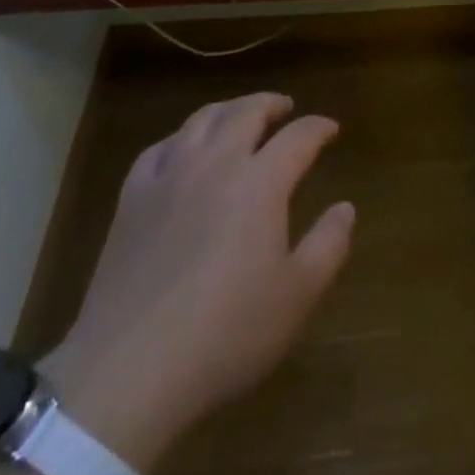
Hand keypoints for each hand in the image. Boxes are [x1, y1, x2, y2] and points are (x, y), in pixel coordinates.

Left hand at [44, 93, 354, 474]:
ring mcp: (170, 176)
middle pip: (247, 112)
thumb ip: (328, 246)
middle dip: (271, 104)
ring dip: (228, 110)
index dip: (318, 128)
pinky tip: (182, 151)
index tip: (330, 129)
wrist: (129, 370)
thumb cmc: (225, 335)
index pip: (298, 137)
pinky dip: (179, 139)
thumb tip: (346, 207)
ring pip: (202, 120)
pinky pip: (159, 149)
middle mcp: (217, 163)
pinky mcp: (132, 198)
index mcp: (260, 182)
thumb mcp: (295, 298)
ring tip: (239, 117)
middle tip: (285, 108)